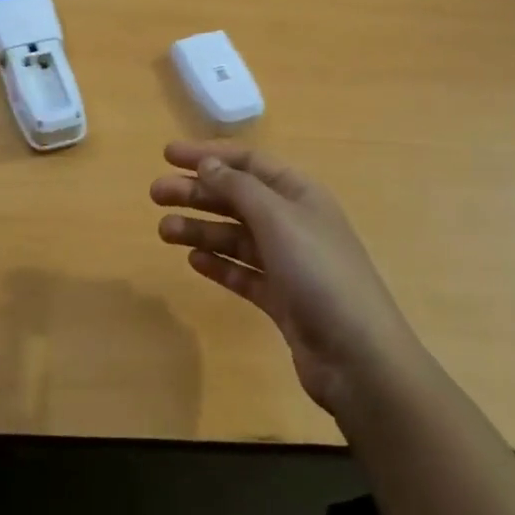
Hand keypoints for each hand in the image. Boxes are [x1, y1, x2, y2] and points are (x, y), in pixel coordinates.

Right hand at [152, 143, 423, 418]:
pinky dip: (219, 264)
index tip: (168, 155)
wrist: (359, 358)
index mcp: (299, 193)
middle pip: (237, 197)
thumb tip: (208, 164)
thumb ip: (238, 187)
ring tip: (163, 231)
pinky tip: (194, 261)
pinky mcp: (283, 300)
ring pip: (236, 236)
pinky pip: (243, 273)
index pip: (248, 162)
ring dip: (200, 229)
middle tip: (155, 194)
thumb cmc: (319, 272)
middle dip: (196, 192)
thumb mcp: (277, 218)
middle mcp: (294, 222)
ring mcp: (289, 263)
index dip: (208, 155)